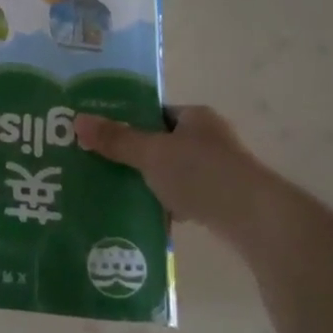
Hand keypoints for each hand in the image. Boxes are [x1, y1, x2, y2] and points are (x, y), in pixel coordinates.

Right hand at [76, 105, 278, 233]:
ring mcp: (218, 170)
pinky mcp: (222, 199)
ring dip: (149, 183)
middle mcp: (209, 139)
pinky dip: (167, 205)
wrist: (255, 218)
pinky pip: (185, 197)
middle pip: (161, 144)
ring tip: (116, 193)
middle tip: (101, 166)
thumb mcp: (152, 154)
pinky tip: (146, 216)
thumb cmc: (202, 174)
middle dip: (134, 156)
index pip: (155, 113)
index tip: (101, 137)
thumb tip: (78, 121)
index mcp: (195, 117)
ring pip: (172, 173)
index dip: (128, 122)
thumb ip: (117, 140)